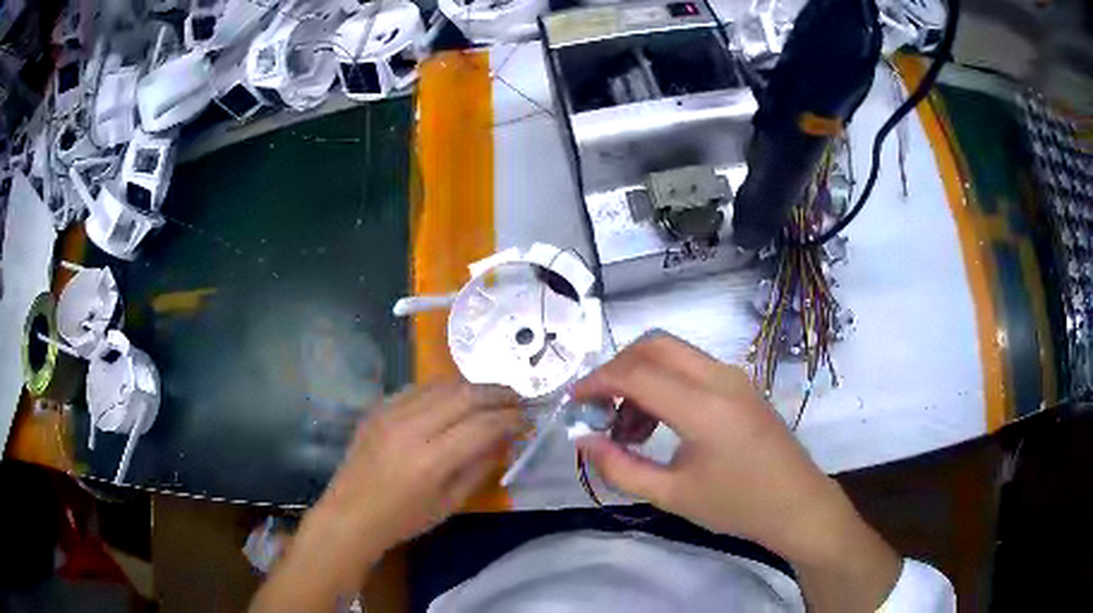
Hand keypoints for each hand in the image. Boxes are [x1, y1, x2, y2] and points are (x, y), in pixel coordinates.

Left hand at [317, 381, 521, 547]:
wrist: (351, 513)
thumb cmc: (404, 519)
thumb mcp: (451, 503)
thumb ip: (480, 467)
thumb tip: (505, 439)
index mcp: (431, 460)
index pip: (483, 425)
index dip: (511, 419)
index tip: (528, 419)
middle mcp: (411, 427)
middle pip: (465, 395)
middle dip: (498, 393)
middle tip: (518, 398)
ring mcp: (391, 413)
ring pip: (442, 384)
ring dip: (473, 386)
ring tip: (491, 395)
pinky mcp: (378, 408)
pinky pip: (418, 388)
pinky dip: (443, 389)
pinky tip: (454, 398)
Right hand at [574, 333, 899, 610]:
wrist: (797, 503)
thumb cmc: (737, 505)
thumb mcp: (672, 495)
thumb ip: (621, 467)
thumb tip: (583, 440)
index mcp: (704, 407)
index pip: (636, 373)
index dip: (597, 382)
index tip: (573, 403)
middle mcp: (720, 378)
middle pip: (655, 345)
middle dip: (617, 368)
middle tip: (599, 406)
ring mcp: (734, 377)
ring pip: (673, 353)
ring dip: (641, 377)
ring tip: (629, 429)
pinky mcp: (740, 384)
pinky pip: (692, 367)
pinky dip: (664, 382)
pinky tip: (658, 424)